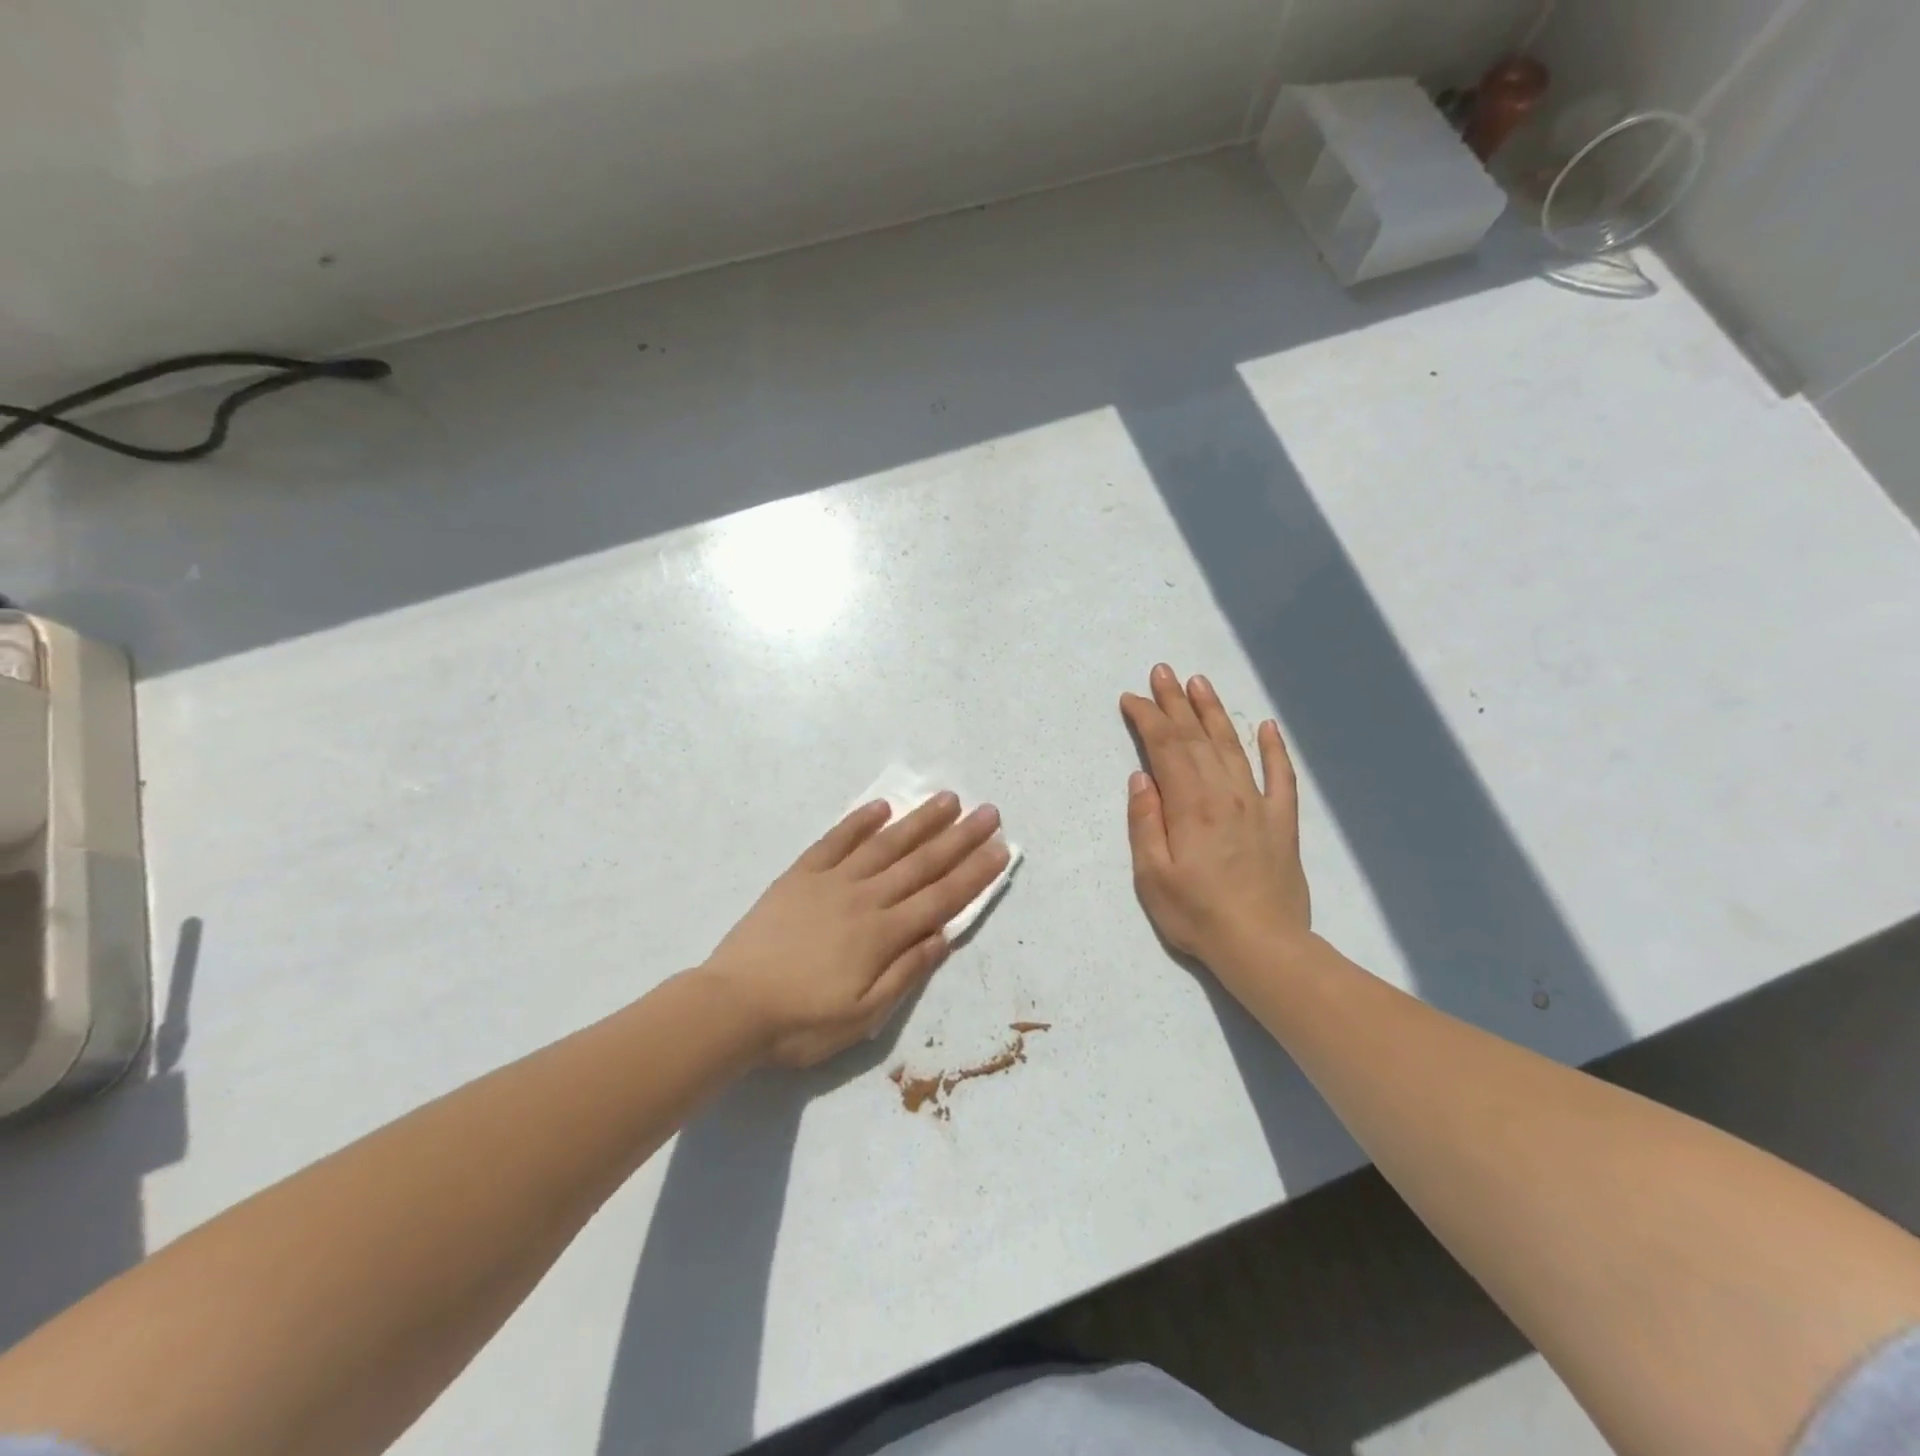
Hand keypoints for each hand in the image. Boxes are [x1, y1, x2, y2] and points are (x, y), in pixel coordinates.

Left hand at [702, 793, 1009, 1067]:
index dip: (974, 873)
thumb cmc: (801, 1022)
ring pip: (885, 845)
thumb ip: (905, 973)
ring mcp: (831, 882)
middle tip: (988, 812)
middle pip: (921, 863)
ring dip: (919, 821)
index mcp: (883, 935)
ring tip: (947, 799)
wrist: (732, 1006)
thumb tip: (942, 936)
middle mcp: (865, 898)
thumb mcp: (863, 1016)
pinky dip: (859, 822)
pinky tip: (881, 806)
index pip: (941, 898)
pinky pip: (835, 841)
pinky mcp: (800, 876)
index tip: (1000, 848)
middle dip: (960, 838)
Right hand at [1120, 664, 1311, 978]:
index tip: (1131, 698)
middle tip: (1161, 672)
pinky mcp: (1282, 822)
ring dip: (1214, 712)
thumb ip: (1145, 823)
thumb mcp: (1152, 876)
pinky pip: (1280, 776)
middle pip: (1197, 737)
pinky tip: (1266, 727)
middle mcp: (1226, 793)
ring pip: (1233, 746)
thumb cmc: (1197, 915)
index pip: (1165, 748)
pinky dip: (1273, 749)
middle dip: (1175, 703)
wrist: (1263, 947)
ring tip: (1199, 683)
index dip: (1148, 718)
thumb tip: (1141, 779)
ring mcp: (1258, 805)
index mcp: (1191, 805)